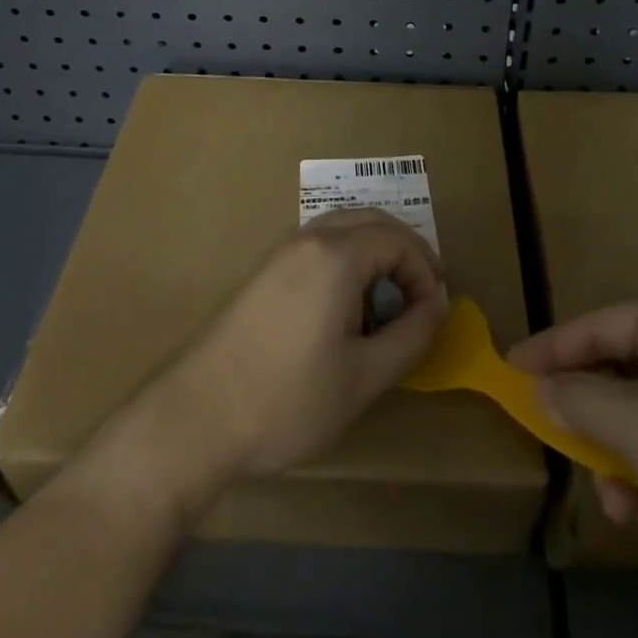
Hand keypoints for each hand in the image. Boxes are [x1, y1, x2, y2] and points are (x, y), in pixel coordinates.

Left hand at [152, 209, 448, 480]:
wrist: (199, 416)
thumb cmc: (288, 400)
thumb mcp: (363, 378)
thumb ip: (411, 336)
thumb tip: (438, 304)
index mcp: (336, 256)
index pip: (398, 240)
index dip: (425, 271)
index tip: (434, 314)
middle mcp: (309, 239)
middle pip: (372, 221)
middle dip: (406, 252)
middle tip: (423, 296)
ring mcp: (283, 251)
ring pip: (344, 228)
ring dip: (376, 252)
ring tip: (391, 300)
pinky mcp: (266, 269)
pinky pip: (321, 244)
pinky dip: (349, 258)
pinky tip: (350, 304)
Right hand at [509, 300, 637, 622]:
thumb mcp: (635, 423)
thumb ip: (577, 402)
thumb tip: (538, 388)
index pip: (595, 327)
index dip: (550, 350)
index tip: (510, 373)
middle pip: (622, 383)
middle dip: (598, 430)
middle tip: (570, 456)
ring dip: (632, 475)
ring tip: (629, 511)